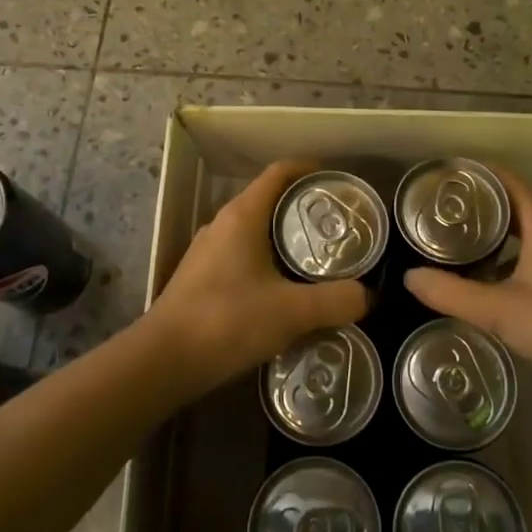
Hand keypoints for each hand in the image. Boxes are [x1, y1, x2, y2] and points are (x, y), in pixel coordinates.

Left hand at [146, 159, 369, 383]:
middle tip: (339, 227)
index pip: (280, 173)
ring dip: (284, 238)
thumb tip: (368, 296)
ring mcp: (207, 251)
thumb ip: (336, 301)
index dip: (310, 170)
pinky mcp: (200, 277)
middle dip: (304, 208)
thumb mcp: (292, 312)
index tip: (338, 182)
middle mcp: (222, 224)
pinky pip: (240, 255)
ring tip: (318, 259)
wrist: (163, 361)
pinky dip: (266, 261)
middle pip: (269, 200)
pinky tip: (283, 291)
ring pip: (253, 231)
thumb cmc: (228, 321)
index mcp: (243, 216)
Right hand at [405, 166, 531, 382]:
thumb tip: (408, 277)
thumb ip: (452, 293)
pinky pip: (526, 250)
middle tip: (433, 209)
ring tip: (448, 237)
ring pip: (519, 228)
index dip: (471, 174)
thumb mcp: (500, 310)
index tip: (436, 178)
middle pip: (509, 201)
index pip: (503, 179)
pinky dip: (501, 253)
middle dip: (473, 202)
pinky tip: (478, 274)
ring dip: (488, 229)